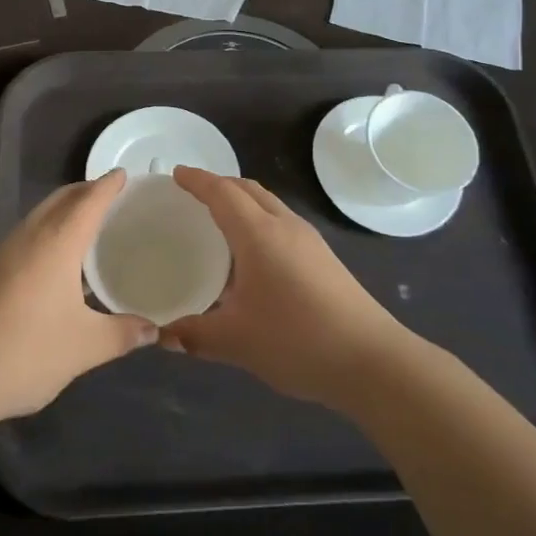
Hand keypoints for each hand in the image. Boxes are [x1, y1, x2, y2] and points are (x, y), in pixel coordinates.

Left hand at [0, 170, 156, 423]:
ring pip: (42, 215)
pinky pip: (30, 234)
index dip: (108, 185)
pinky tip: (60, 260)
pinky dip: (51, 229)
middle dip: (87, 191)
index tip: (125, 175)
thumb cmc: (26, 352)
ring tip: (91, 223)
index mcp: (58, 242)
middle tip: (114, 197)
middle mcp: (31, 236)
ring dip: (66, 209)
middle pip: (62, 199)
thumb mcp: (85, 347)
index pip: (89, 200)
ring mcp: (6, 253)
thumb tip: (154, 330)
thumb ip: (123, 334)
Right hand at [163, 167, 407, 408]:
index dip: (198, 181)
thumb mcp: (236, 341)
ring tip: (218, 222)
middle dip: (219, 185)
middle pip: (248, 190)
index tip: (176, 174)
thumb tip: (163, 334)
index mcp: (259, 234)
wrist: (371, 360)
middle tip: (192, 195)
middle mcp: (285, 226)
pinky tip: (251, 256)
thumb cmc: (297, 340)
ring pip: (268, 204)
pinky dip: (258, 221)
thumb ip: (194, 335)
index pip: (222, 193)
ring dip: (242, 202)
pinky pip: (281, 223)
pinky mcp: (323, 258)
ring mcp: (309, 241)